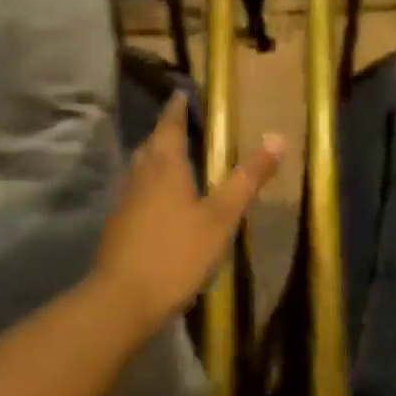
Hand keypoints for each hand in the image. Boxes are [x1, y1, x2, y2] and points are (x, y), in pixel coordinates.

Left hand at [93, 93, 283, 337]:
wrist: (121, 302)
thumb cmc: (176, 253)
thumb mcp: (221, 217)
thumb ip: (248, 179)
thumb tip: (277, 138)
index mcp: (165, 167)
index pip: (169, 126)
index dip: (176, 108)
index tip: (181, 93)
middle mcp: (140, 177)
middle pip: (151, 145)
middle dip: (165, 131)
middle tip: (181, 123)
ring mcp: (125, 203)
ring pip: (140, 168)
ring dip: (155, 157)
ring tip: (174, 157)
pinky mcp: (118, 227)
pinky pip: (136, 192)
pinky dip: (150, 184)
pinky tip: (161, 201)